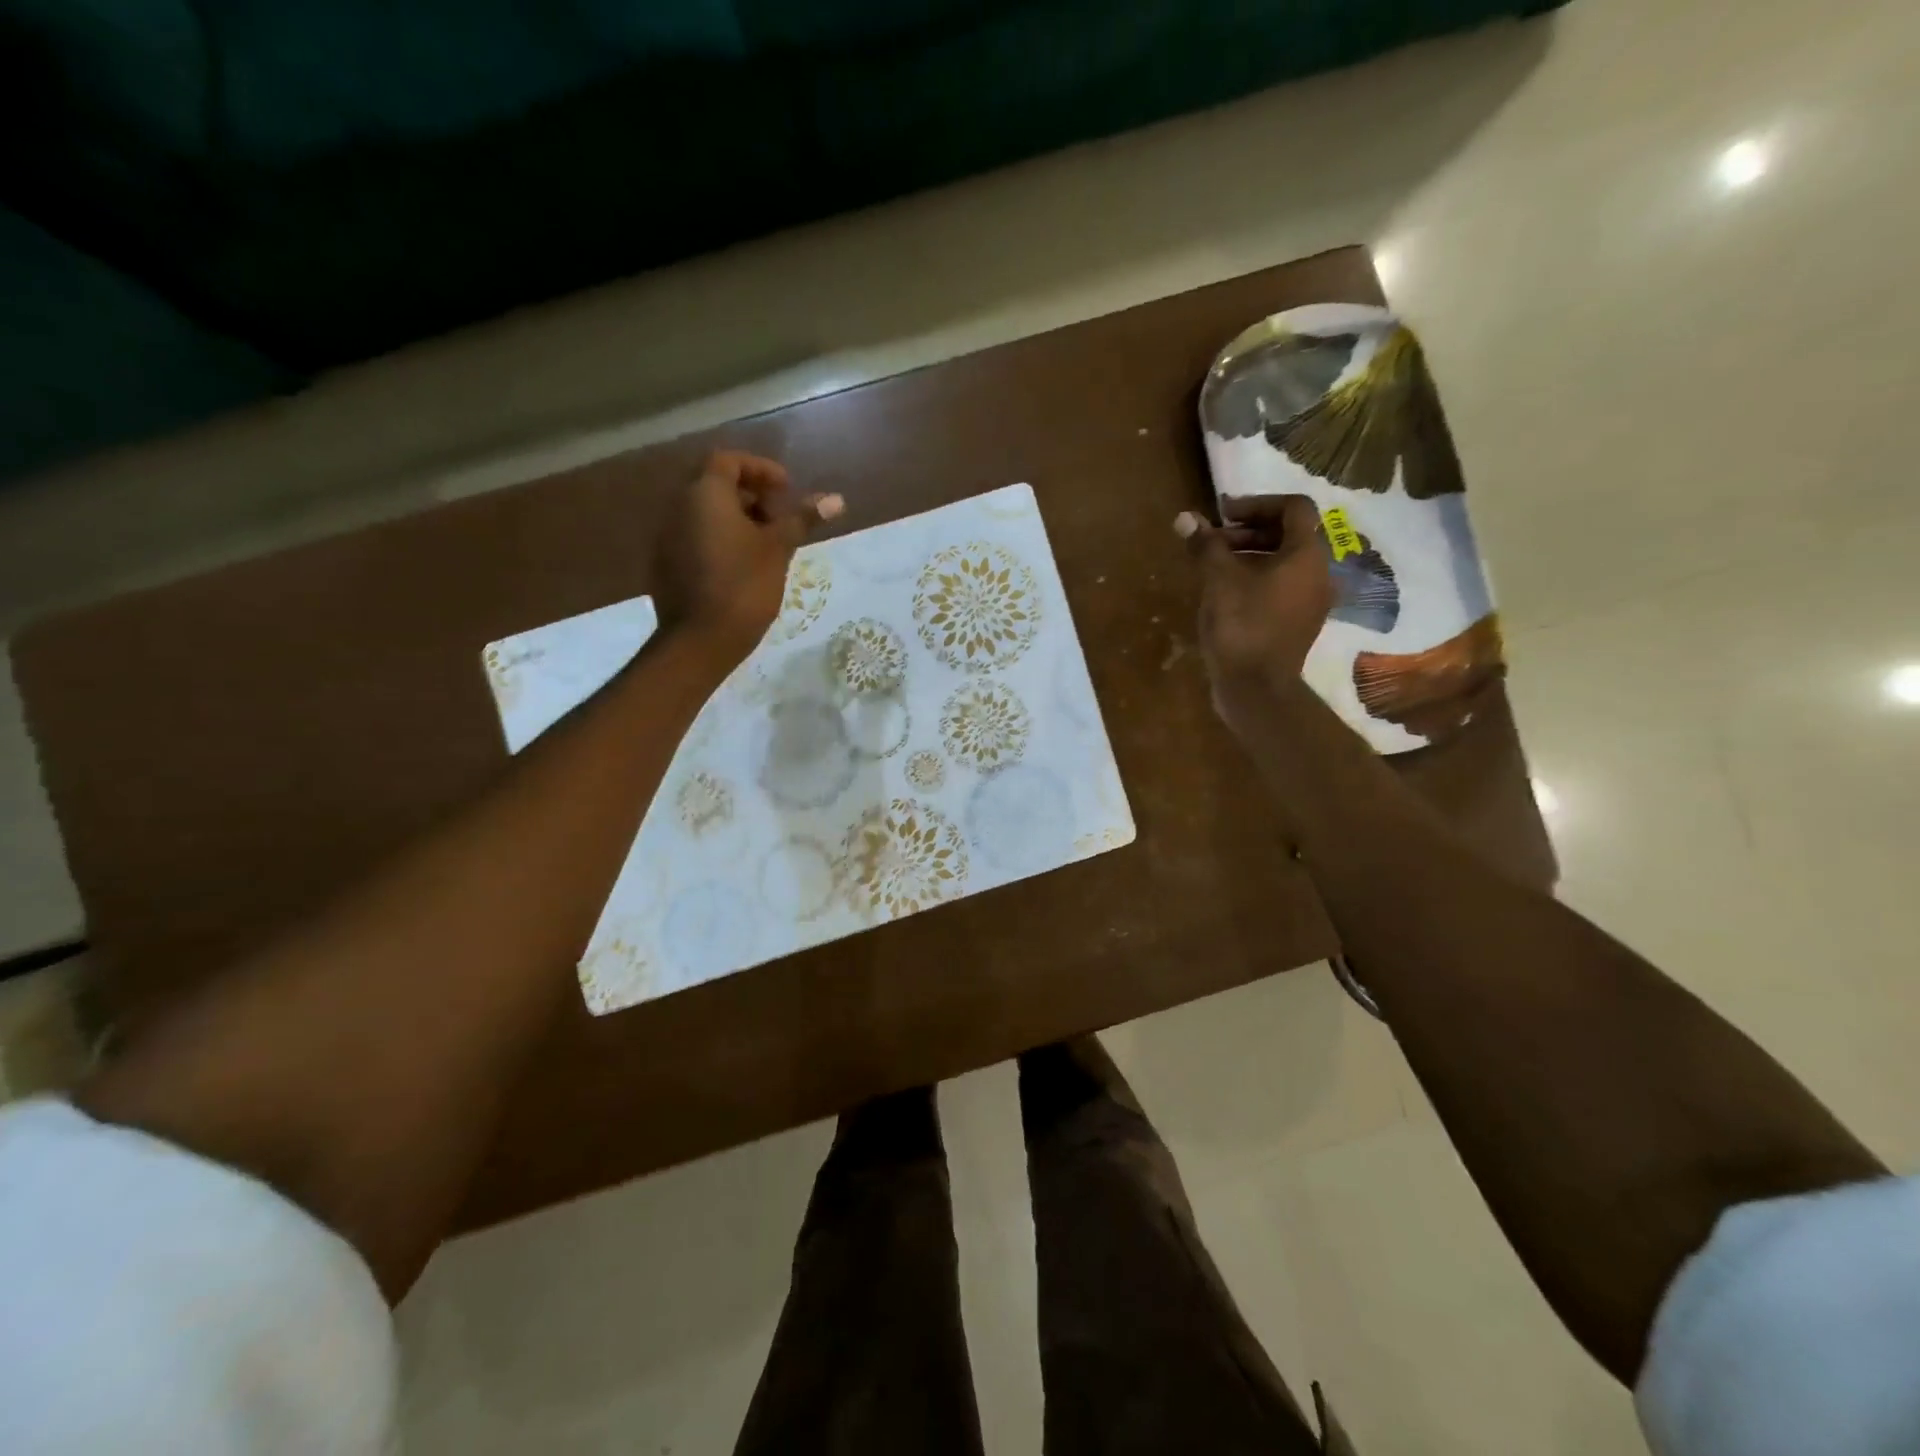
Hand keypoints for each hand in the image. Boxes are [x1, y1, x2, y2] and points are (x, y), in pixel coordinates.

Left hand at [656, 450, 842, 659]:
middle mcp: (679, 507)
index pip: (729, 460)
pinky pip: (695, 536)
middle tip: (780, 518)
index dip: (761, 470)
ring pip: (705, 513)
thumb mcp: (778, 550)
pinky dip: (720, 539)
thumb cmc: (743, 586)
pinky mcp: (666, 564)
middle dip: (751, 495)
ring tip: (767, 544)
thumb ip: (802, 519)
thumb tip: (836, 499)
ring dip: (737, 518)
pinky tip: (743, 565)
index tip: (787, 490)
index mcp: (705, 494)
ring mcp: (667, 536)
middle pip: (715, 485)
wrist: (699, 641)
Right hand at [1176, 494, 1332, 697]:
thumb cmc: (1241, 625)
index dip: (1258, 503)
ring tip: (1215, 566)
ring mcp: (1311, 602)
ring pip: (1284, 563)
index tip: (1224, 514)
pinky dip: (1257, 579)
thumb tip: (1185, 517)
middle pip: (1289, 535)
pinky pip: (1281, 587)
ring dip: (1251, 555)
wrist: (1256, 688)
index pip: (1294, 508)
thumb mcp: (1218, 580)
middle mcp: (1318, 573)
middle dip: (1250, 530)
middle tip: (1214, 540)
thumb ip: (1205, 545)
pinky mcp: (1298, 624)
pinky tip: (1226, 594)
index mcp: (1306, 555)